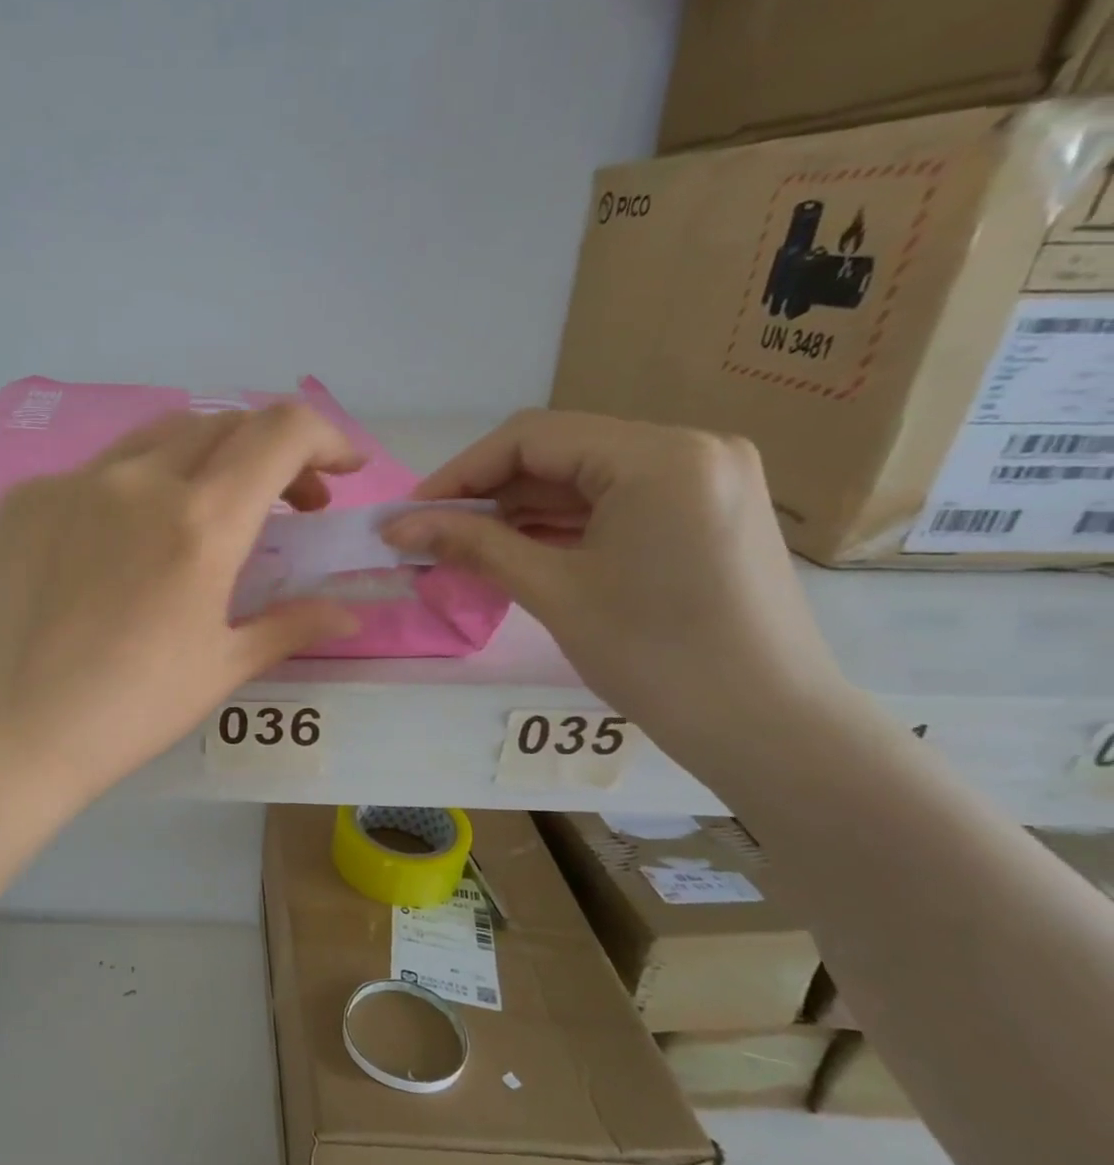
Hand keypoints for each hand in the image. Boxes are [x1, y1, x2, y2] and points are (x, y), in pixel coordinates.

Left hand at [0, 401, 362, 793]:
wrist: (1, 733)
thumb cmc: (125, 712)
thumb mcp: (219, 668)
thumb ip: (290, 625)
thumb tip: (348, 615)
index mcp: (199, 523)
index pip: (280, 432)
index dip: (324, 437)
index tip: (338, 472)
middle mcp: (138, 481)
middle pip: (223, 425)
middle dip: (270, 455)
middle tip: (282, 508)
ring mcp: (72, 482)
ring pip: (157, 438)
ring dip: (203, 459)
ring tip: (206, 513)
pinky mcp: (23, 498)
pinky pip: (94, 472)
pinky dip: (133, 488)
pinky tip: (120, 543)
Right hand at [384, 410, 852, 761]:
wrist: (767, 726)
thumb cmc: (655, 656)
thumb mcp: (553, 592)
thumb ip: (473, 546)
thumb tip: (396, 527)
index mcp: (660, 456)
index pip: (532, 437)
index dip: (460, 473)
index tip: (409, 515)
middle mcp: (691, 448)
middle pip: (560, 453)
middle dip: (488, 494)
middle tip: (430, 537)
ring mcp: (706, 479)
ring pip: (586, 479)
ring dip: (521, 512)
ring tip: (463, 549)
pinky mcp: (708, 512)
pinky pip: (617, 503)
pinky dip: (563, 526)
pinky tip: (518, 552)